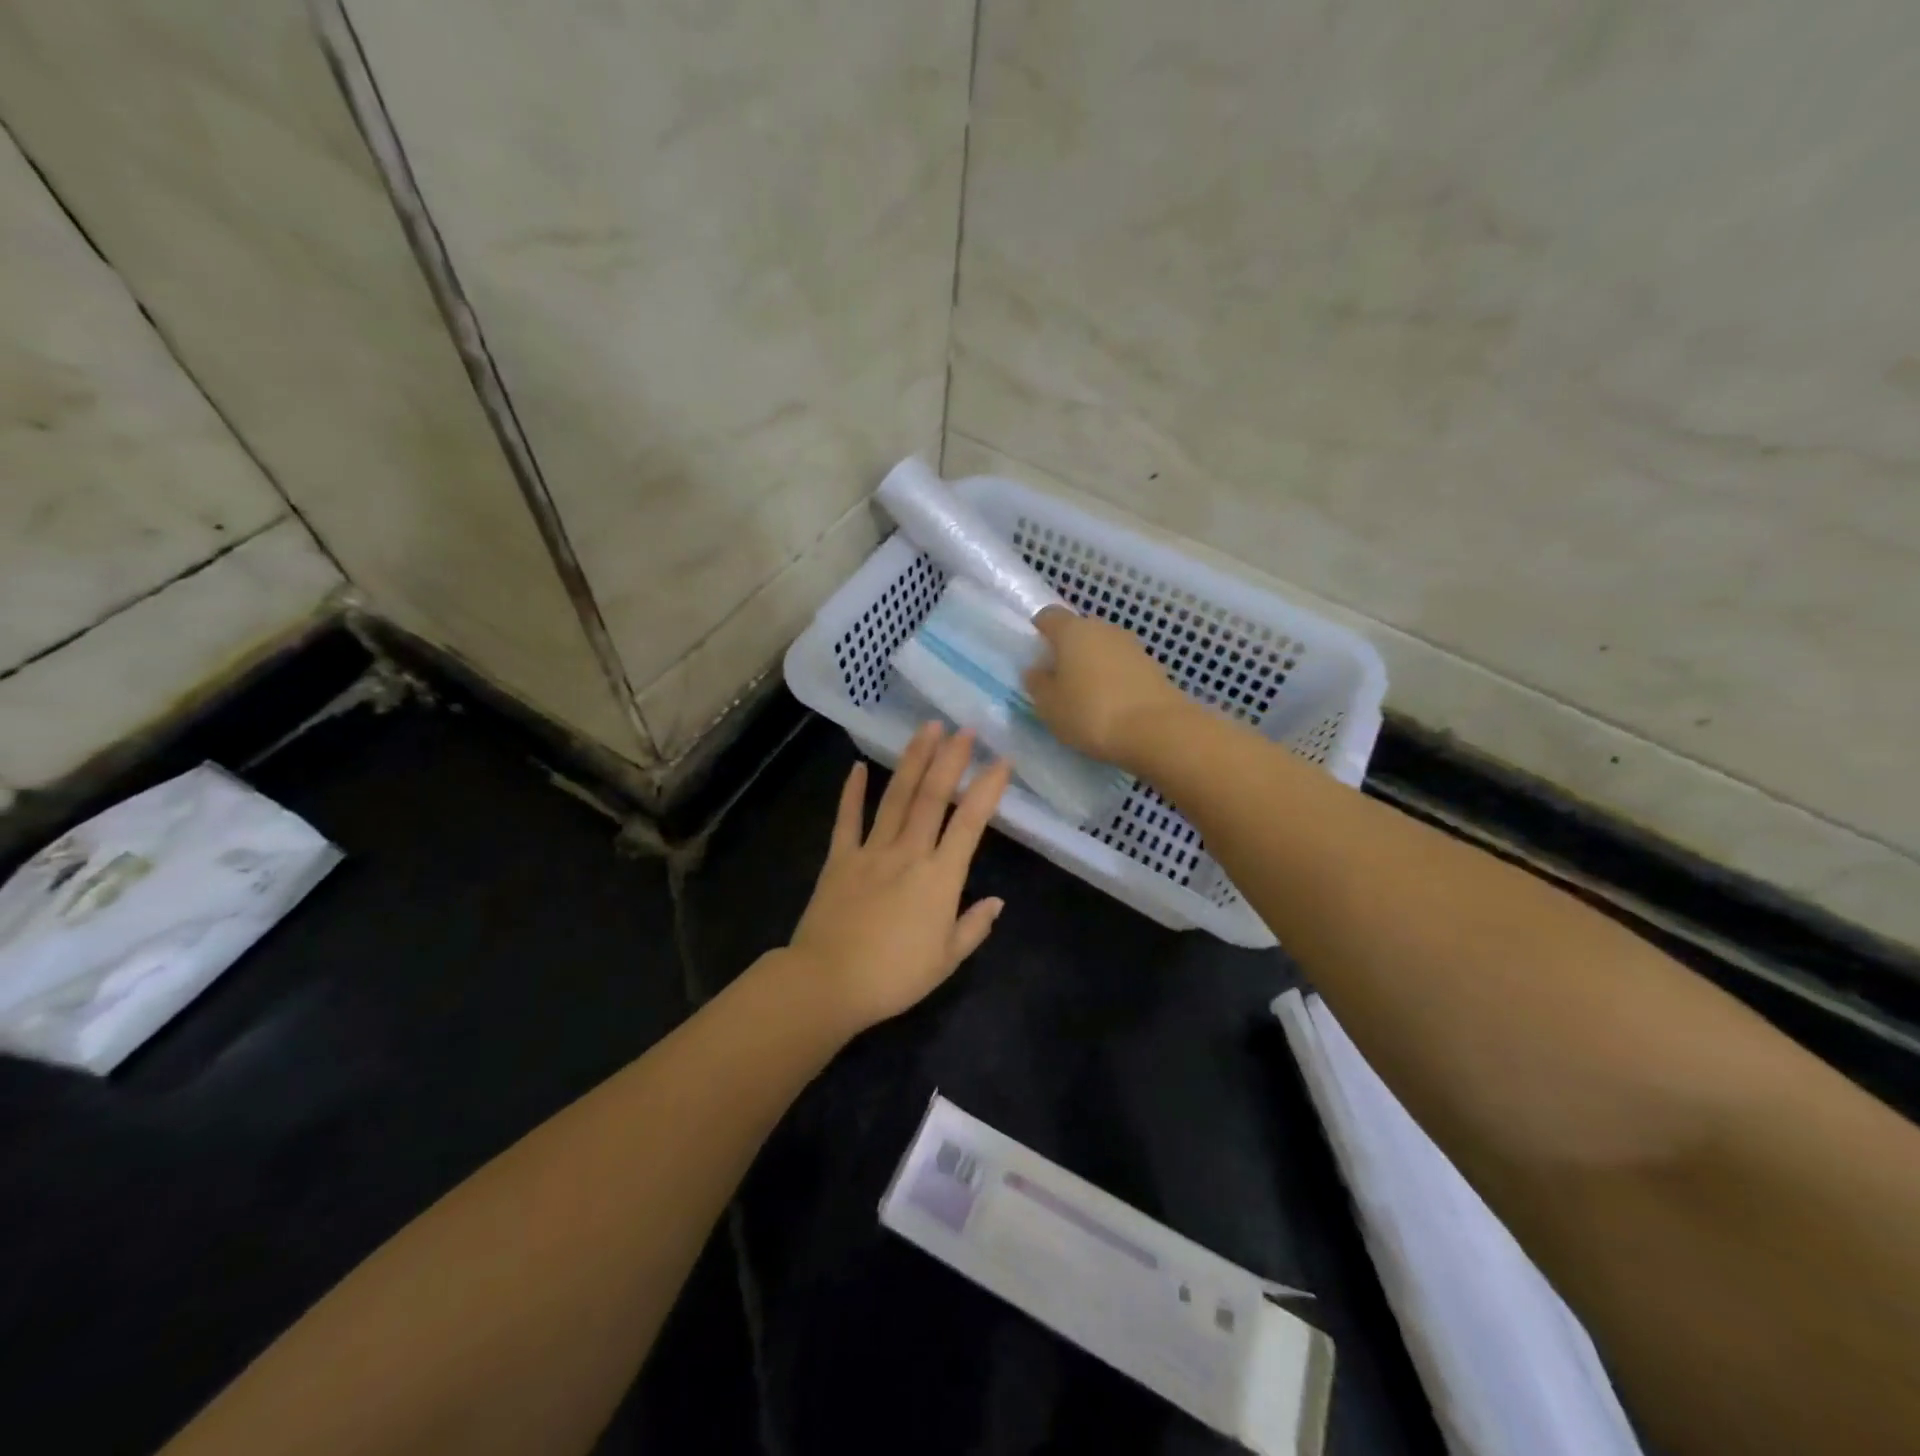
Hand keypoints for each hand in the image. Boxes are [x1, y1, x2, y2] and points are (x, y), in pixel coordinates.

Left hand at [787, 723, 1012, 1033]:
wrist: (828, 982)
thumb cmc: (894, 977)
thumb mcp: (946, 960)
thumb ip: (973, 927)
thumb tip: (996, 901)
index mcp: (940, 878)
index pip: (970, 823)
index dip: (988, 789)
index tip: (1002, 761)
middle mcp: (908, 853)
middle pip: (933, 797)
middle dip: (950, 758)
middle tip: (964, 728)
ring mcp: (871, 851)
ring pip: (896, 797)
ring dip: (913, 760)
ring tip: (926, 729)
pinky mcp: (840, 858)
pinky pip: (847, 818)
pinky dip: (853, 791)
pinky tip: (858, 766)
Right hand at [1024, 607, 1187, 768]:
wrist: (1156, 730)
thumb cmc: (1090, 713)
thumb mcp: (1049, 705)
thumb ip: (1037, 683)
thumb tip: (1037, 670)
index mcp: (1073, 630)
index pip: (1048, 616)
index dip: (1038, 632)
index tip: (1035, 655)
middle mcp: (1104, 629)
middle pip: (1079, 631)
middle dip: (1067, 650)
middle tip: (1058, 680)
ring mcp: (1132, 646)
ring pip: (1103, 648)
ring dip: (1092, 665)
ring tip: (1085, 697)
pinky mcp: (1153, 667)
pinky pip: (1123, 666)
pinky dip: (1114, 679)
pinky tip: (1111, 705)